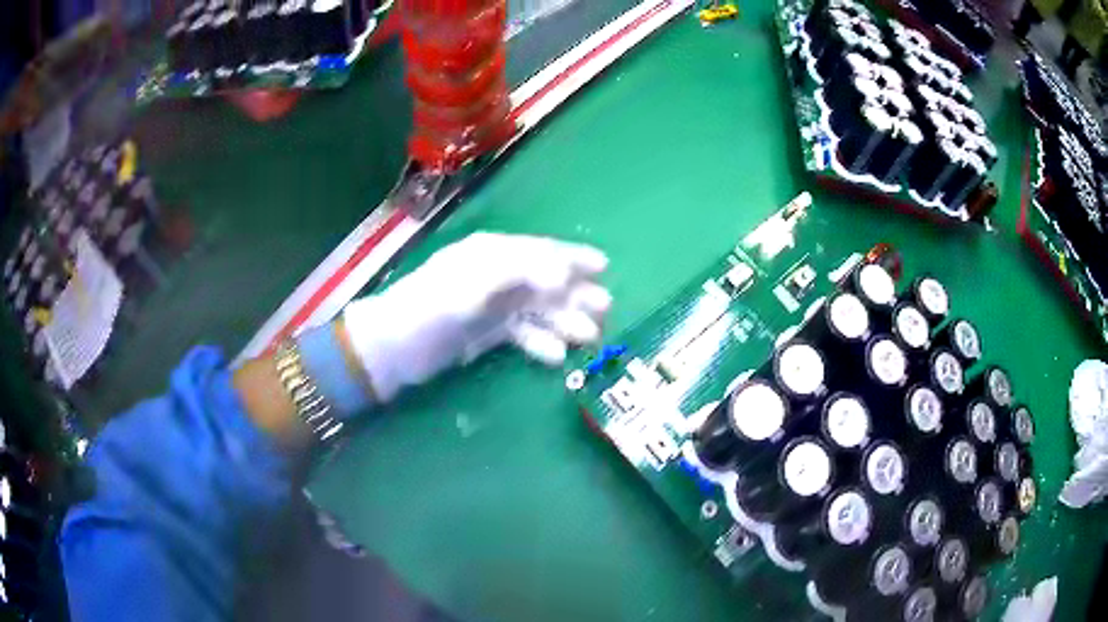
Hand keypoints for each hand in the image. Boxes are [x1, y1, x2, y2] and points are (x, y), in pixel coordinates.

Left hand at [342, 232, 611, 401]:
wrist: (392, 348)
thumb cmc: (429, 310)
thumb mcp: (471, 286)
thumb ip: (518, 273)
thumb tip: (563, 274)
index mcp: (492, 254)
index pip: (541, 250)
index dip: (573, 257)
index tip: (604, 267)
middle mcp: (496, 275)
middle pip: (545, 281)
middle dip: (576, 294)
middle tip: (605, 311)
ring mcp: (492, 304)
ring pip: (537, 309)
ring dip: (564, 321)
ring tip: (589, 338)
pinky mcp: (486, 331)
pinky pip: (522, 333)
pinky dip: (539, 342)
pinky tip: (556, 356)